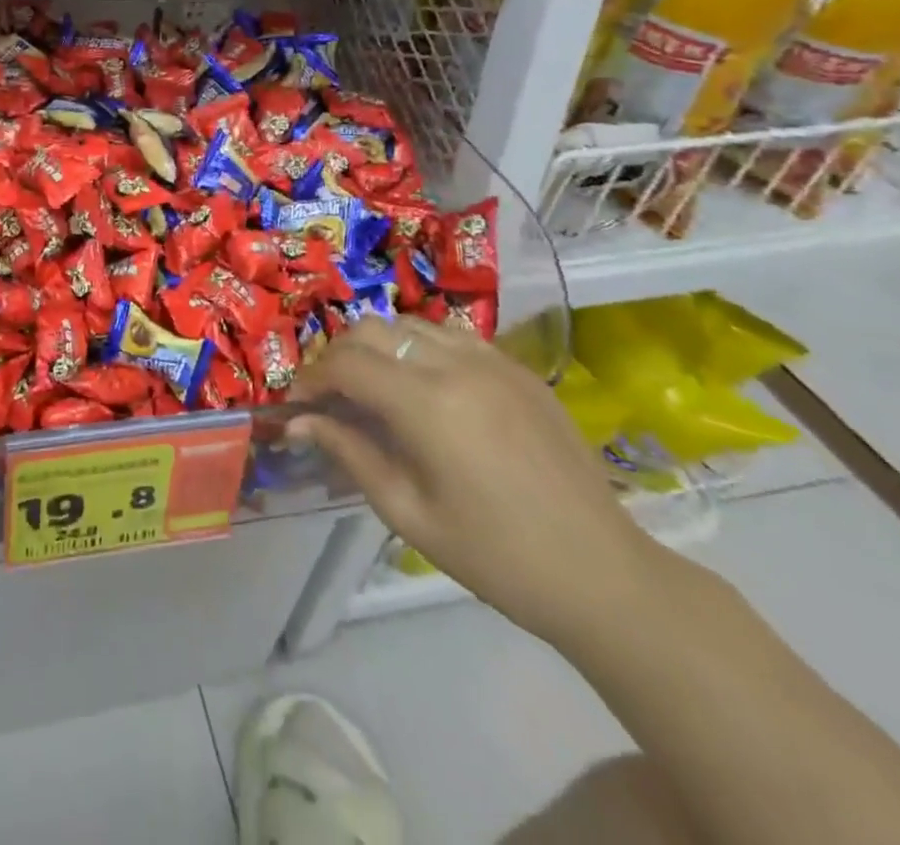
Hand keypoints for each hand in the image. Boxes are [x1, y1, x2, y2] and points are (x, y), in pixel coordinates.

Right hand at [289, 317, 662, 647]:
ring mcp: (492, 360)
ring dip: (378, 347)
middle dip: (338, 356)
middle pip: (372, 330)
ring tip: (372, 388)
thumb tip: (297, 421)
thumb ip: (349, 452)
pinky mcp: (517, 368)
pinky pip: (450, 337)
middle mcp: (456, 365)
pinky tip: (423, 388)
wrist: (602, 574)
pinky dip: (418, 349)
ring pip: (409, 324)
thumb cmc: (496, 556)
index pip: (345, 363)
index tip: (297, 406)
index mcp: (427, 404)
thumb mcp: (407, 512)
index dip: (311, 379)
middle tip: (330, 397)